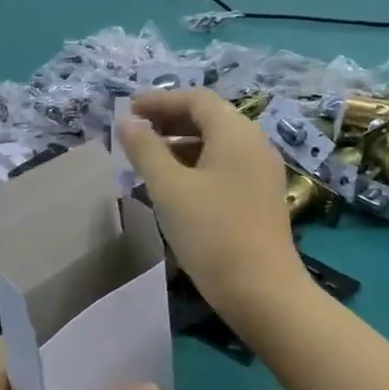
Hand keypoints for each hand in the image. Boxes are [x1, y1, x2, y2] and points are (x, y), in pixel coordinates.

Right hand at [119, 88, 306, 320]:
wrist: (262, 291)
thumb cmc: (211, 233)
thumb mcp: (169, 188)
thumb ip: (145, 149)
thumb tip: (126, 121)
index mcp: (235, 133)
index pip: (196, 98)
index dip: (160, 100)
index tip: (128, 110)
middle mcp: (254, 143)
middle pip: (209, 117)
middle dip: (169, 120)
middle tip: (134, 133)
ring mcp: (262, 171)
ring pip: (217, 143)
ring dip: (181, 143)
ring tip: (147, 159)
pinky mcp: (261, 196)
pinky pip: (225, 165)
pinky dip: (196, 164)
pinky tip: (175, 185)